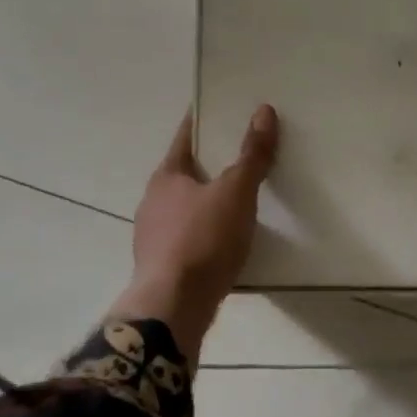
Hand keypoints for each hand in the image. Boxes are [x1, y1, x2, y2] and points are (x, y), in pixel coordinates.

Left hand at [106, 106, 279, 360]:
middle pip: (186, 172)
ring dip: (209, 200)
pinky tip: (227, 239)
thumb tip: (264, 112)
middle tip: (244, 152)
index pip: (185, 137)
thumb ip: (251, 155)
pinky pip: (189, 236)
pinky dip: (207, 230)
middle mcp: (153, 201)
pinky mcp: (163, 265)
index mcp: (166, 176)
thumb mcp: (235, 193)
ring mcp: (153, 236)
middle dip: (211, 162)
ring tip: (241, 198)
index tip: (223, 108)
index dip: (205, 121)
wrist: (173, 307)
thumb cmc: (203, 240)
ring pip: (186, 206)